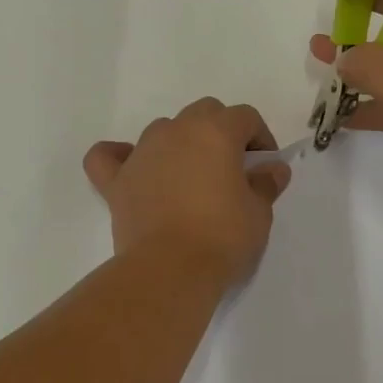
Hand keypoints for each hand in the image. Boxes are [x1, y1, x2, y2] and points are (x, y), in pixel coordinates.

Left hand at [83, 99, 290, 284]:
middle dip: (222, 132)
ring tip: (191, 176)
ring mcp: (142, 153)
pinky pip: (109, 156)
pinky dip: (120, 156)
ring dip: (180, 143)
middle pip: (204, 113)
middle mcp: (177, 131)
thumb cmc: (223, 236)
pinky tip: (132, 168)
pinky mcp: (117, 180)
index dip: (260, 137)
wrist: (170, 269)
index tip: (265, 166)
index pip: (245, 117)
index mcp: (216, 132)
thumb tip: (273, 170)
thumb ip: (266, 184)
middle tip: (232, 168)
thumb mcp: (259, 212)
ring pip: (163, 129)